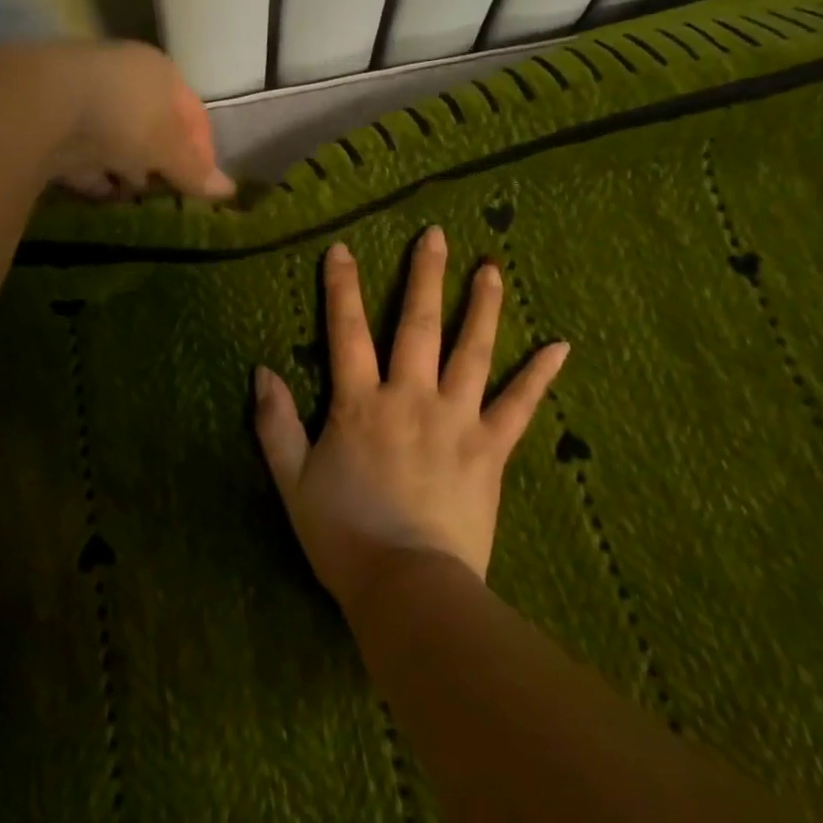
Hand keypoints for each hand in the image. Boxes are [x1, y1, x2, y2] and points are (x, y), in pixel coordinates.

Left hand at [17, 40, 234, 199]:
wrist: (41, 103)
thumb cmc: (123, 117)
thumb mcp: (168, 147)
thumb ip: (194, 169)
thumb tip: (228, 190)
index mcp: (160, 72)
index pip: (193, 113)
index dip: (202, 151)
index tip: (203, 185)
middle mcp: (123, 76)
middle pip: (152, 124)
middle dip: (161, 160)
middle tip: (167, 193)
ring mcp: (84, 95)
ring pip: (115, 137)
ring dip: (125, 167)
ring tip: (132, 198)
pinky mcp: (50, 118)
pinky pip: (81, 152)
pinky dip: (92, 173)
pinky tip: (98, 194)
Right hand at [252, 227, 568, 612]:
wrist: (407, 586)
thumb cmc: (342, 534)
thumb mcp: (291, 480)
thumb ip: (275, 423)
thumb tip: (261, 369)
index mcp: (359, 403)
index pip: (347, 332)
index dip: (342, 288)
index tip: (343, 250)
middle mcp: (410, 397)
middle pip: (418, 325)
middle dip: (424, 277)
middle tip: (436, 236)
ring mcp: (456, 420)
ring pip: (472, 352)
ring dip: (483, 307)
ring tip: (493, 268)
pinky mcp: (491, 450)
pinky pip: (519, 406)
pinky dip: (539, 376)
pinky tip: (561, 346)